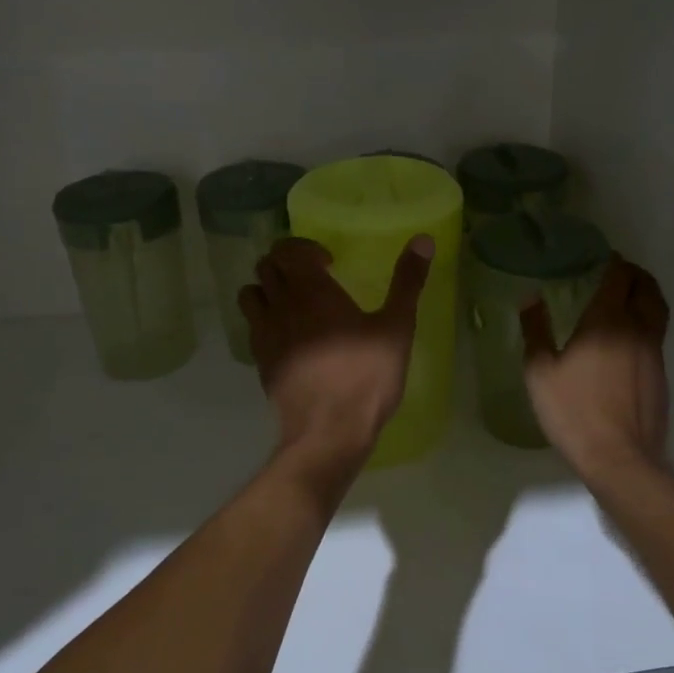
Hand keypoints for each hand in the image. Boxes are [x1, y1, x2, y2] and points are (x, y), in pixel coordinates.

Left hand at [240, 235, 434, 468]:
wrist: (328, 432)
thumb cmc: (366, 376)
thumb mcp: (396, 327)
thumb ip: (407, 281)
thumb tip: (423, 239)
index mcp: (311, 290)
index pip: (288, 249)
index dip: (305, 248)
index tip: (330, 263)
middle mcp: (280, 305)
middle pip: (266, 266)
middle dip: (287, 264)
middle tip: (314, 279)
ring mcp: (265, 335)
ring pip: (250, 294)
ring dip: (268, 289)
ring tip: (295, 303)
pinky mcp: (260, 362)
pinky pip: (252, 326)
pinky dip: (265, 320)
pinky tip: (290, 337)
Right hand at [521, 256, 670, 484]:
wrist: (620, 459)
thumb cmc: (573, 411)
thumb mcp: (540, 372)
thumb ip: (536, 331)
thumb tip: (531, 299)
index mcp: (607, 320)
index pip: (619, 277)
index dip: (613, 263)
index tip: (603, 259)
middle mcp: (637, 329)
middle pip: (647, 288)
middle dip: (635, 275)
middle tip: (619, 274)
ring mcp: (654, 353)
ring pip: (658, 311)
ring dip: (646, 297)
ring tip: (628, 299)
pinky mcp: (661, 375)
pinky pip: (657, 336)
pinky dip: (647, 324)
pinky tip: (628, 340)